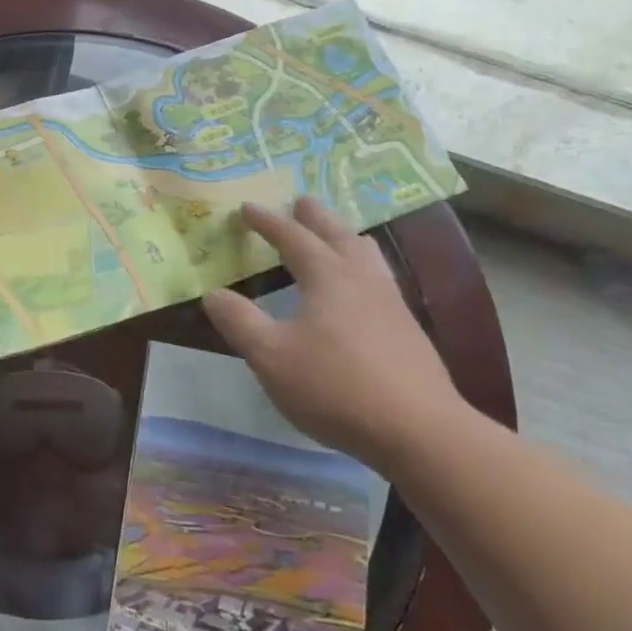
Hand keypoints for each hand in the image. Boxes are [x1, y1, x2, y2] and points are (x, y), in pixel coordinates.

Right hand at [202, 198, 465, 472]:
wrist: (418, 429)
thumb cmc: (335, 386)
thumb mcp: (270, 356)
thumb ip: (239, 321)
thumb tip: (213, 294)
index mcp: (327, 277)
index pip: (293, 238)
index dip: (268, 222)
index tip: (247, 207)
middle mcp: (361, 279)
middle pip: (337, 236)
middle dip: (315, 217)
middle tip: (302, 201)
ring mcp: (390, 303)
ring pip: (366, 256)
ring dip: (346, 237)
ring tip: (340, 233)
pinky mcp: (408, 330)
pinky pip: (381, 279)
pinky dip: (364, 266)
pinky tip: (366, 288)